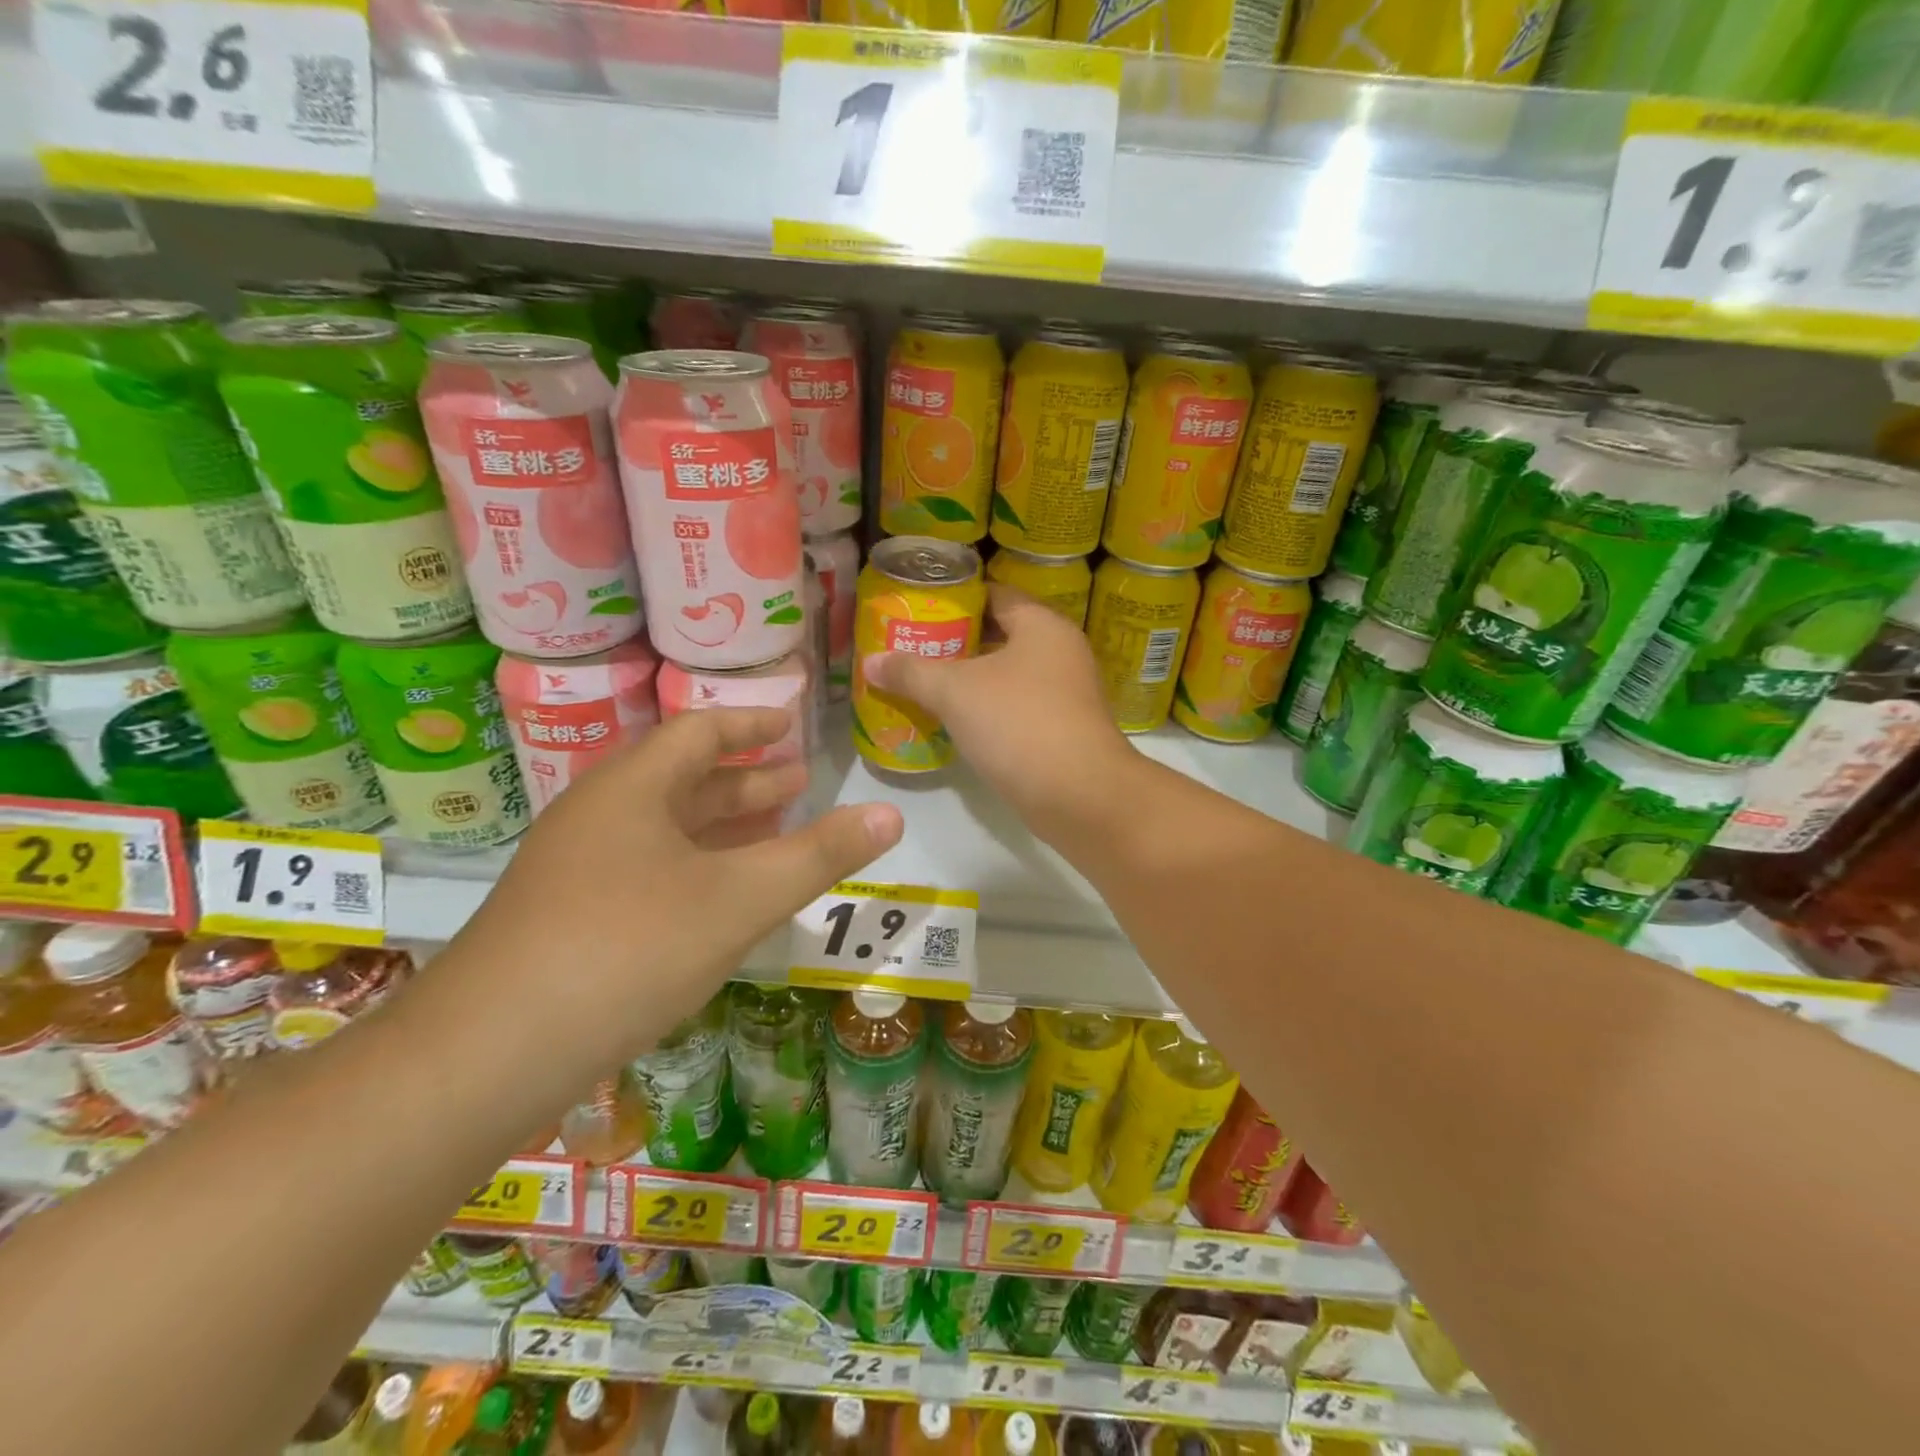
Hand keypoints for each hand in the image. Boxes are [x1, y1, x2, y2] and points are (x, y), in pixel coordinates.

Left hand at [442, 708, 903, 1074]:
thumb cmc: (628, 949)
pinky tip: (719, 899)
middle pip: (682, 781)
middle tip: (798, 786)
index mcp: (632, 790)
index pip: (700, 733)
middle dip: (745, 783)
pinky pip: (645, 870)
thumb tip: (890, 815)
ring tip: (772, 834)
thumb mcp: (739, 899)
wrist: (486, 1055)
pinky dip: (694, 868)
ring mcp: (575, 869)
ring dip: (720, 828)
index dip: (750, 725)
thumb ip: (818, 856)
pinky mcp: (566, 917)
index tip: (790, 724)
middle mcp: (598, 816)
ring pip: (663, 831)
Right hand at [862, 585, 1136, 834]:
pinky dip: (986, 709)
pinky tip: (953, 721)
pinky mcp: (1062, 730)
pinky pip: (1015, 708)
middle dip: (955, 643)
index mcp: (1042, 625)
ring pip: (1007, 675)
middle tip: (911, 648)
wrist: (1079, 796)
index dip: (955, 599)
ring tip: (922, 683)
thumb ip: (911, 672)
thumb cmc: (1018, 724)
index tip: (917, 609)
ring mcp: (1065, 694)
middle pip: (1000, 635)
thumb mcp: (955, 692)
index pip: (994, 594)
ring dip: (969, 679)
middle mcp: (1060, 652)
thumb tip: (870, 661)